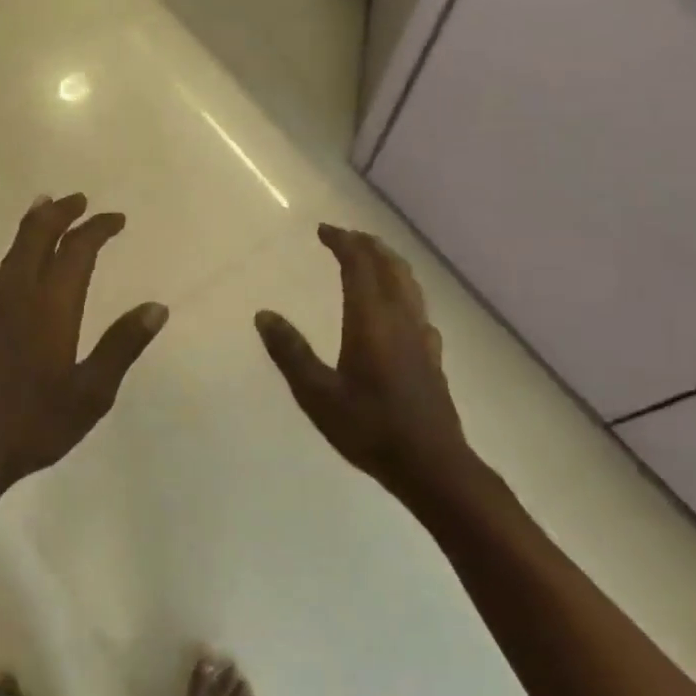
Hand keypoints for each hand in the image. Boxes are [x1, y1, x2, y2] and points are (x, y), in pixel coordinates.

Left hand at [0, 194, 166, 493]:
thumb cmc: (34, 425)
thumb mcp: (91, 393)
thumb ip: (122, 346)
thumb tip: (156, 307)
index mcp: (52, 307)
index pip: (78, 251)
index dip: (98, 228)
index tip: (116, 219)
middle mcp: (17, 296)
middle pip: (37, 237)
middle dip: (61, 213)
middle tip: (79, 200)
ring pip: (8, 253)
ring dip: (28, 227)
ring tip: (42, 207)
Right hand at [255, 224, 471, 498]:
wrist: (431, 465)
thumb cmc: (369, 428)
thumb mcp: (317, 394)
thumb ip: (290, 352)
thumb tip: (263, 314)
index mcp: (371, 320)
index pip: (359, 265)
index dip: (342, 241)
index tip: (323, 230)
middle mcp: (400, 318)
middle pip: (389, 266)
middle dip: (367, 245)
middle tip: (345, 237)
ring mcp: (421, 336)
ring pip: (409, 284)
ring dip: (388, 262)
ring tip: (371, 259)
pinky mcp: (432, 356)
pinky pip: (418, 308)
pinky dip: (403, 292)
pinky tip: (398, 310)